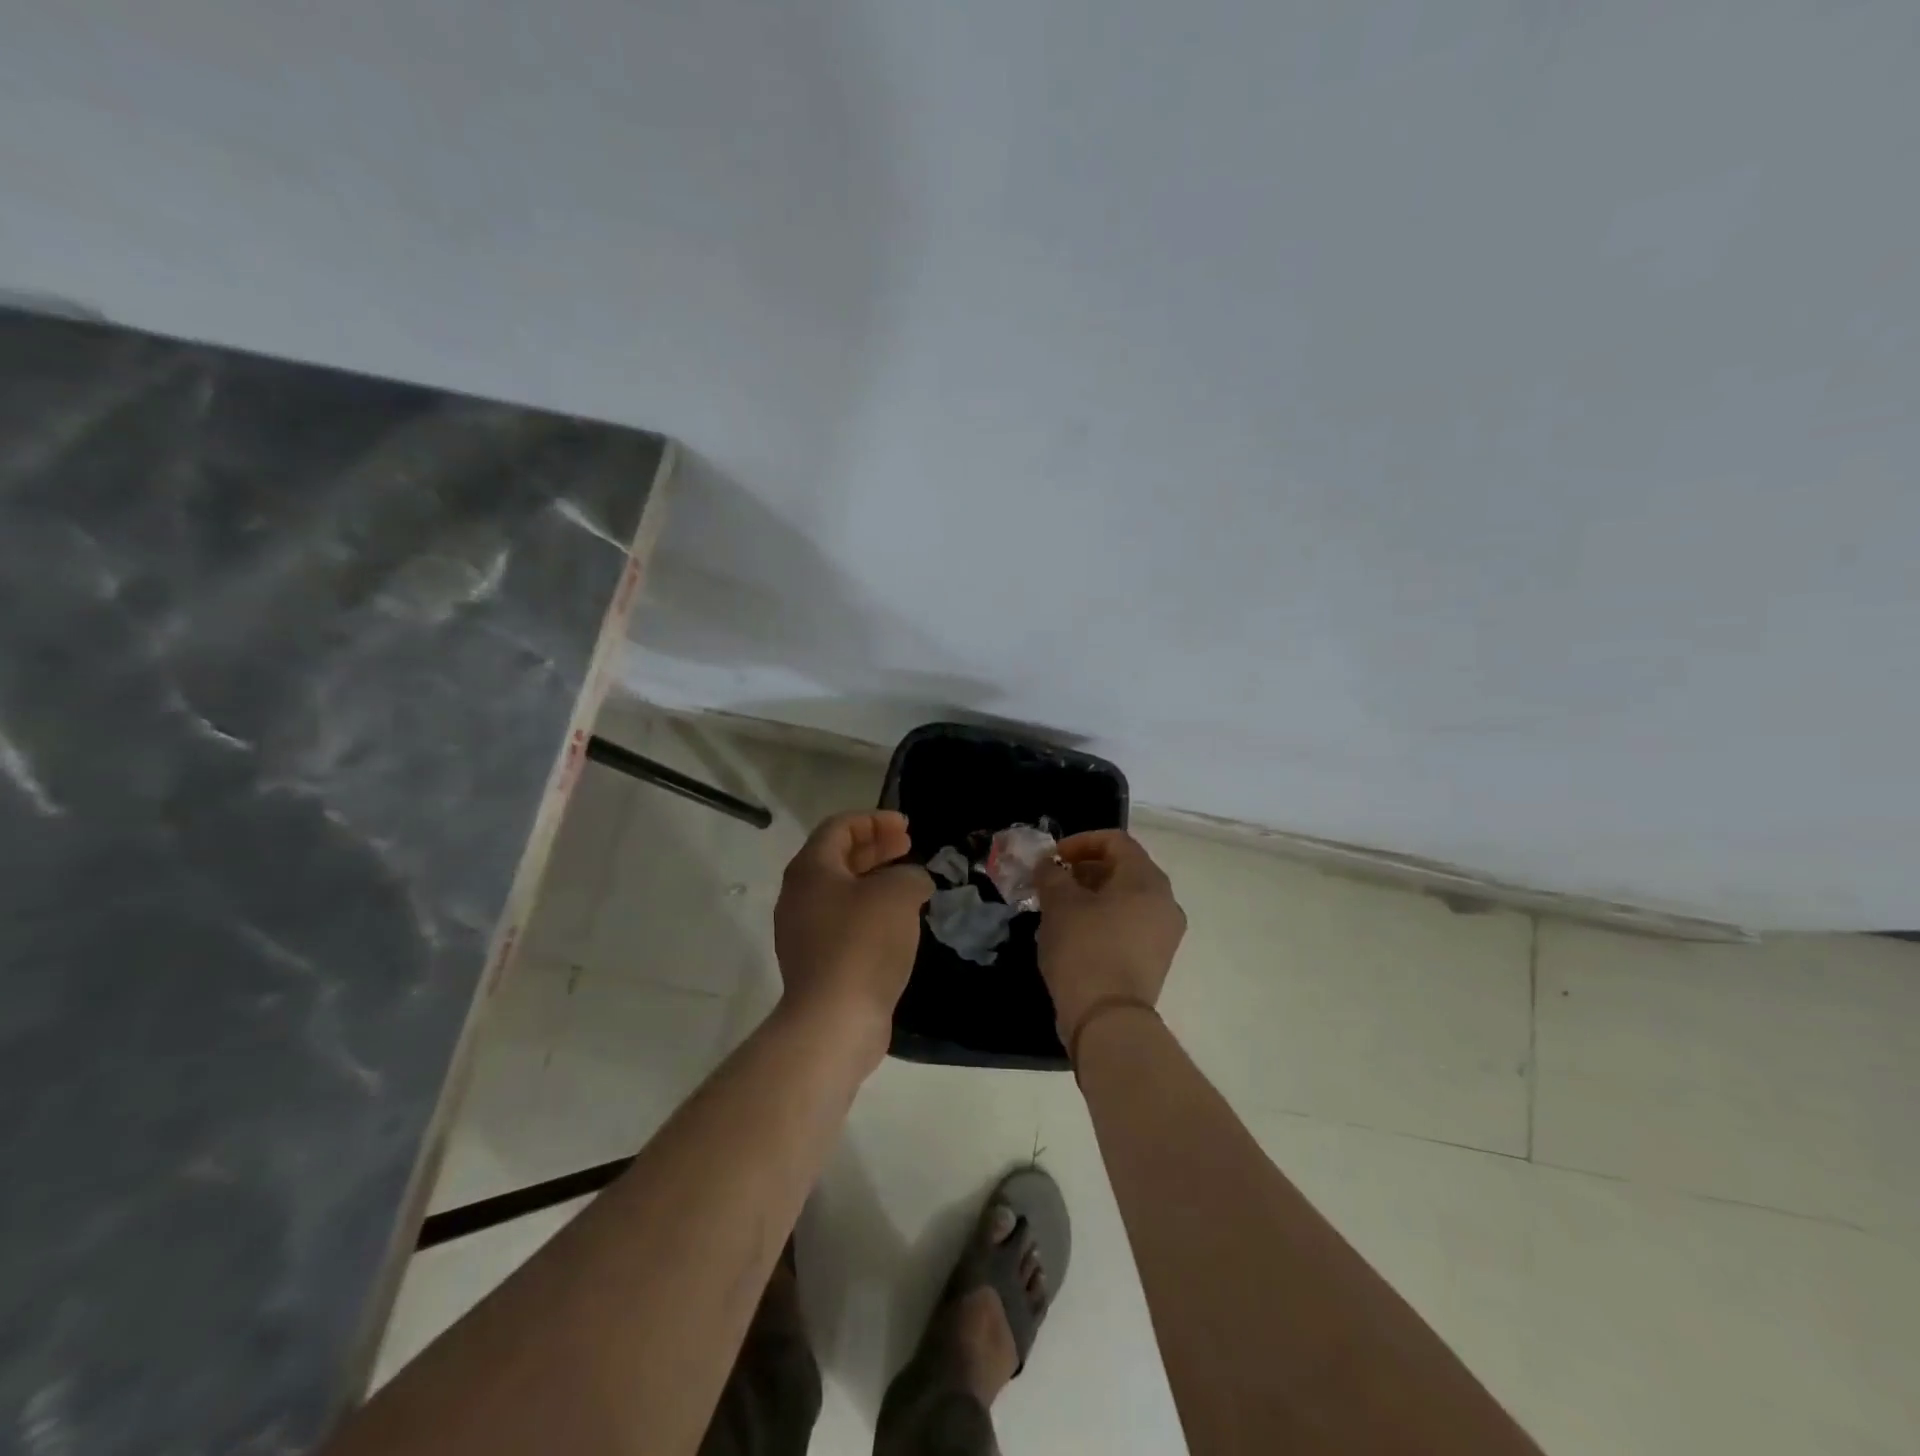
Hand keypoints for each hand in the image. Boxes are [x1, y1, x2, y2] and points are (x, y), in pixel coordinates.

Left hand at [774, 811, 932, 1052]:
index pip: (839, 827)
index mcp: (811, 869)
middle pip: (838, 857)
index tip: (906, 827)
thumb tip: (913, 881)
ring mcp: (804, 931)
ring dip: (874, 880)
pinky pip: (844, 921)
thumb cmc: (863, 943)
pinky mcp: (817, 961)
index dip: (874, 820)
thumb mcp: (897, 895)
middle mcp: (800, 895)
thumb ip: (910, 876)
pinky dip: (870, 910)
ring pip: (842, 891)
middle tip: (908, 847)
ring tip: (908, 883)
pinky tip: (898, 922)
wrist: (834, 1020)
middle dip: (875, 847)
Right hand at [1033, 829, 1185, 1049]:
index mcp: (1147, 879)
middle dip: (1084, 870)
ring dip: (1091, 896)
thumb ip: (1052, 875)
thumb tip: (1049, 865)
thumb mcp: (1059, 904)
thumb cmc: (1084, 949)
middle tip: (1052, 883)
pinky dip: (1103, 919)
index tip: (1053, 859)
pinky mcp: (1155, 960)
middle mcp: (1164, 901)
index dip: (1080, 842)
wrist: (1107, 1019)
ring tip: (1057, 910)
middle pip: (1123, 869)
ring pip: (1125, 899)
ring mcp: (1164, 933)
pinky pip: (1129, 925)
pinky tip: (1073, 935)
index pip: (1115, 841)